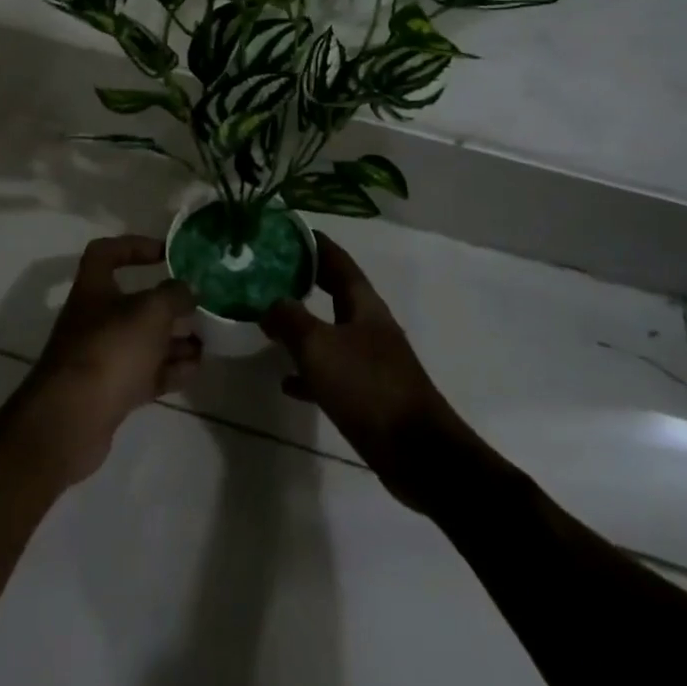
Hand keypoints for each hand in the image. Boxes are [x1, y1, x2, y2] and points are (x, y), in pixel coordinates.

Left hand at [19, 236, 198, 484]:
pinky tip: (195, 368)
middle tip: (199, 305)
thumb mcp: (150, 312)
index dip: (134, 246)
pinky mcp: (110, 392)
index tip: (166, 253)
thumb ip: (174, 295)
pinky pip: (145, 373)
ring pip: (143, 341)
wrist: (71, 421)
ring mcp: (101, 357)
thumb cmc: (110, 350)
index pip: (106, 253)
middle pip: (133, 302)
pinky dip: (169, 369)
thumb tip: (189, 289)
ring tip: (207, 339)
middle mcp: (94, 319)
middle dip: (168, 304)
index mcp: (94, 289)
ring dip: (174, 339)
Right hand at [260, 235, 480, 510]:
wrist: (418, 453)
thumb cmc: (368, 387)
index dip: (314, 244)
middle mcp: (370, 326)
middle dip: (305, 281)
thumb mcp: (319, 347)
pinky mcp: (369, 395)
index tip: (287, 232)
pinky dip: (309, 372)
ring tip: (270, 324)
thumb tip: (269, 303)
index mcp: (364, 305)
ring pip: (332, 333)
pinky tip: (287, 382)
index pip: (338, 261)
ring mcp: (372, 361)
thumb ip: (290, 320)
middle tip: (271, 273)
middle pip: (335, 293)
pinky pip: (332, 373)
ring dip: (304, 327)